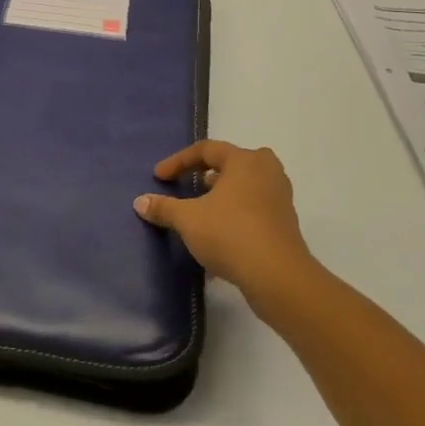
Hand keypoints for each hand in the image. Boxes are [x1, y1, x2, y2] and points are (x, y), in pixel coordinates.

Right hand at [134, 140, 320, 305]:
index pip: (206, 149)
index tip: (159, 177)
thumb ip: (163, 208)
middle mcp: (266, 171)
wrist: (277, 276)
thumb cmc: (230, 234)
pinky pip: (253, 208)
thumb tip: (140, 202)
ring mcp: (279, 197)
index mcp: (245, 160)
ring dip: (222, 194)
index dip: (178, 161)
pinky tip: (218, 233)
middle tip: (190, 183)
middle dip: (208, 172)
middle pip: (232, 163)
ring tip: (202, 208)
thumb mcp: (188, 219)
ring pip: (245, 186)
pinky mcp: (284, 223)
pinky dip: (234, 213)